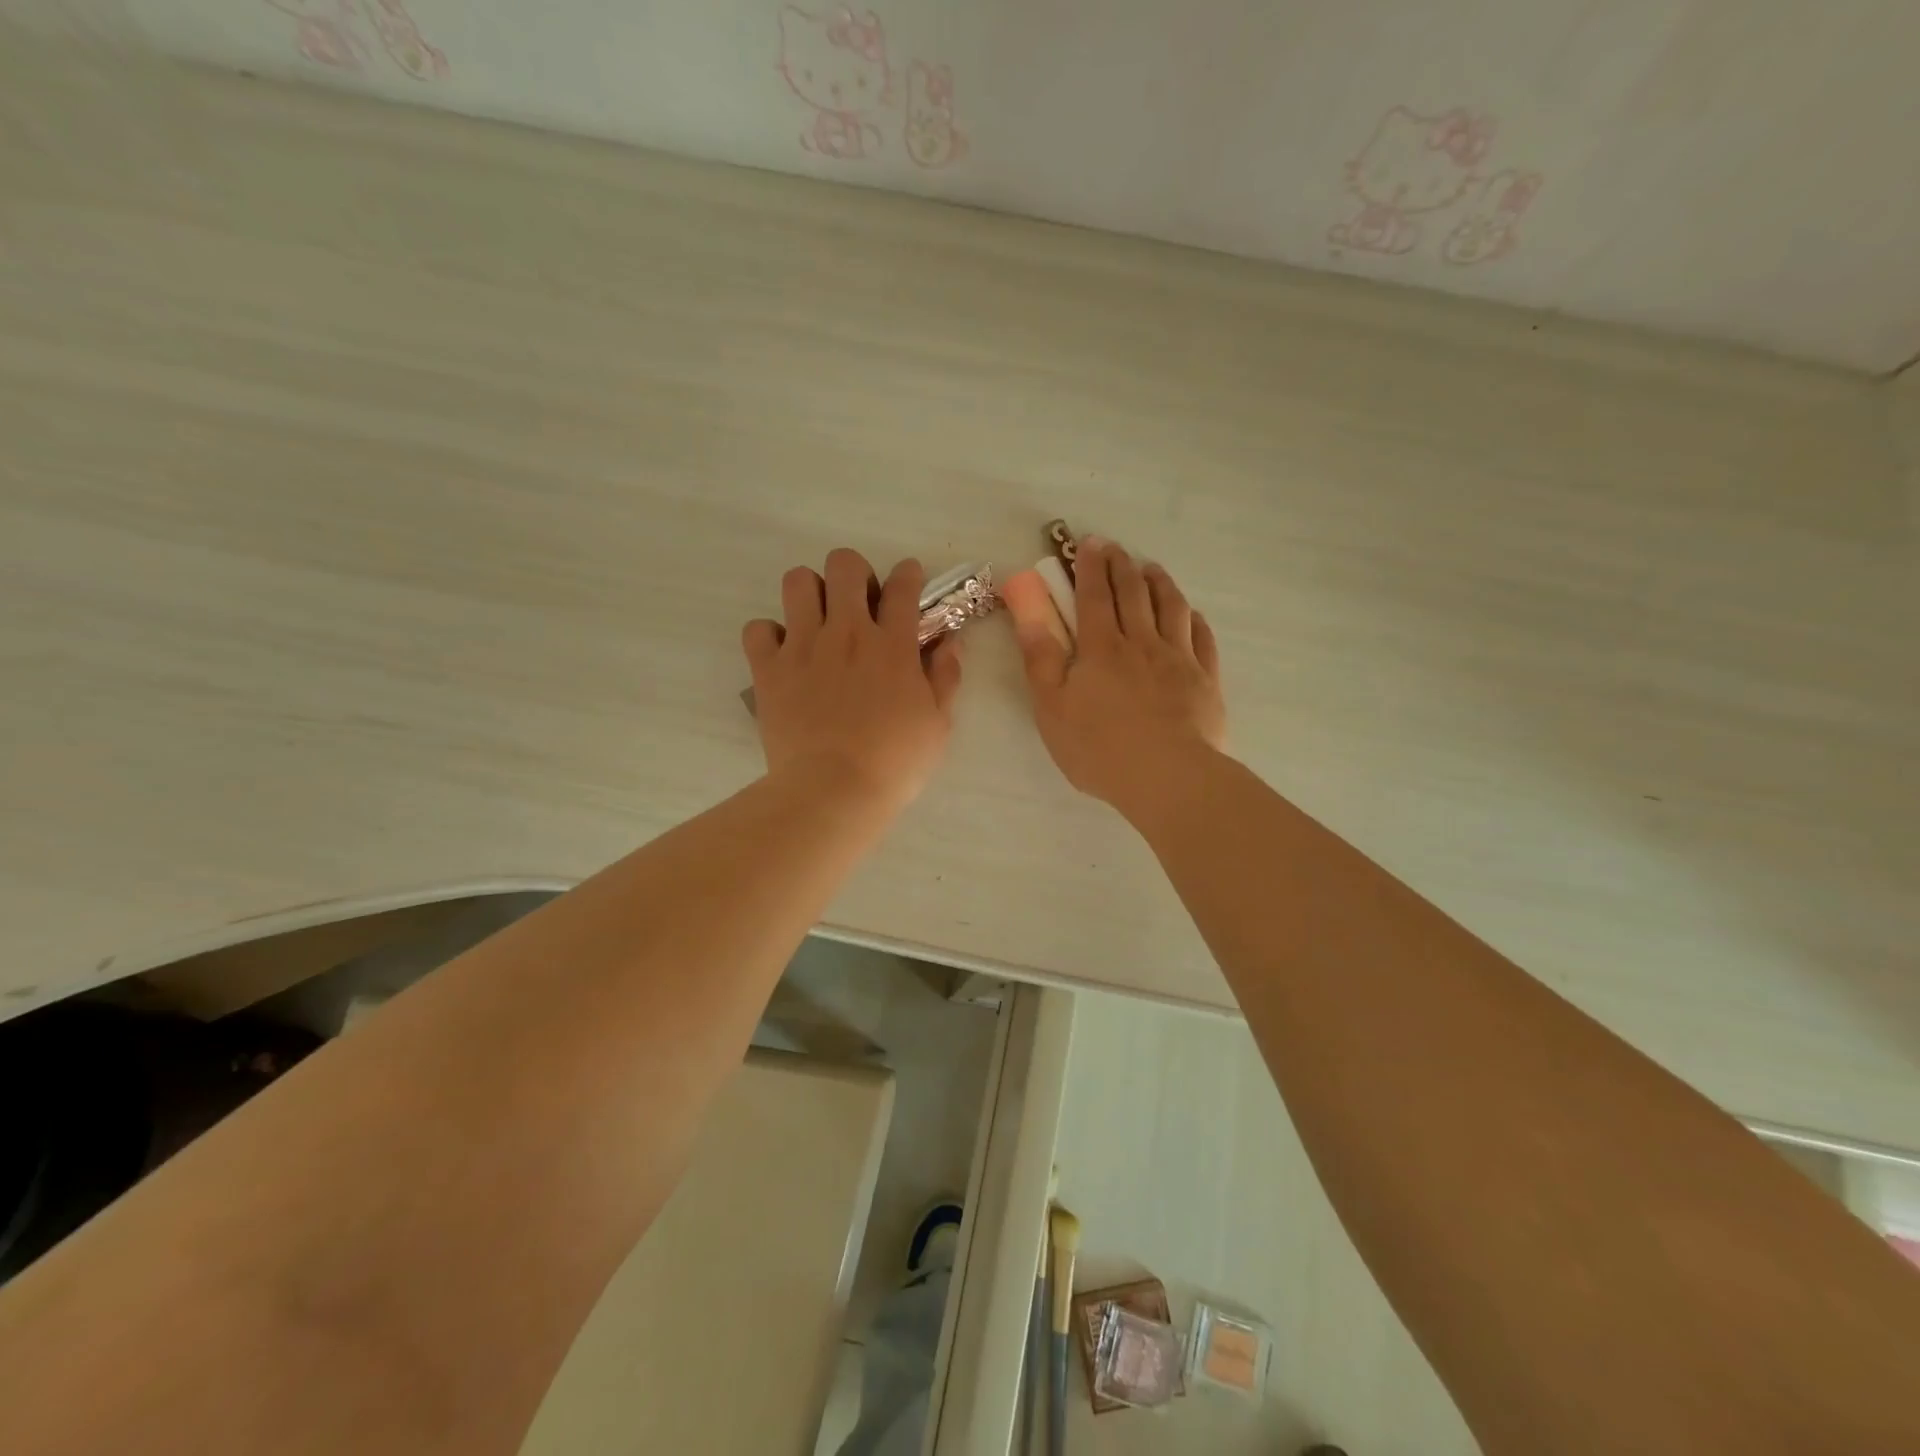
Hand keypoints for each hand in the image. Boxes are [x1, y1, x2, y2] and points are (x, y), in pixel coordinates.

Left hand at [743, 548, 963, 812]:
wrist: (833, 791)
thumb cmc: (894, 763)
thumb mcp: (937, 724)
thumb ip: (946, 677)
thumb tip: (950, 642)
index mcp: (892, 644)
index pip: (903, 585)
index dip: (908, 574)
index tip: (908, 581)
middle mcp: (846, 632)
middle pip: (844, 565)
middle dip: (854, 573)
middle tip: (858, 602)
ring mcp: (803, 647)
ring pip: (797, 582)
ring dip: (810, 592)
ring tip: (817, 620)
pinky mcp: (769, 669)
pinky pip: (758, 629)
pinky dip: (769, 635)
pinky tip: (783, 653)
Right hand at [1007, 537, 1225, 818]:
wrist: (1168, 777)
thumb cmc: (1099, 747)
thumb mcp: (1051, 705)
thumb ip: (1039, 653)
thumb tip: (1025, 606)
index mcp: (1102, 648)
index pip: (1095, 595)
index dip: (1091, 567)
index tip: (1089, 543)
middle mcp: (1142, 643)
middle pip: (1134, 593)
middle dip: (1123, 565)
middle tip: (1116, 549)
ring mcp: (1179, 659)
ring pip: (1172, 607)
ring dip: (1160, 583)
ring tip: (1152, 569)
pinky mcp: (1205, 681)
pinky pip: (1202, 638)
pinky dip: (1194, 619)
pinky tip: (1191, 614)